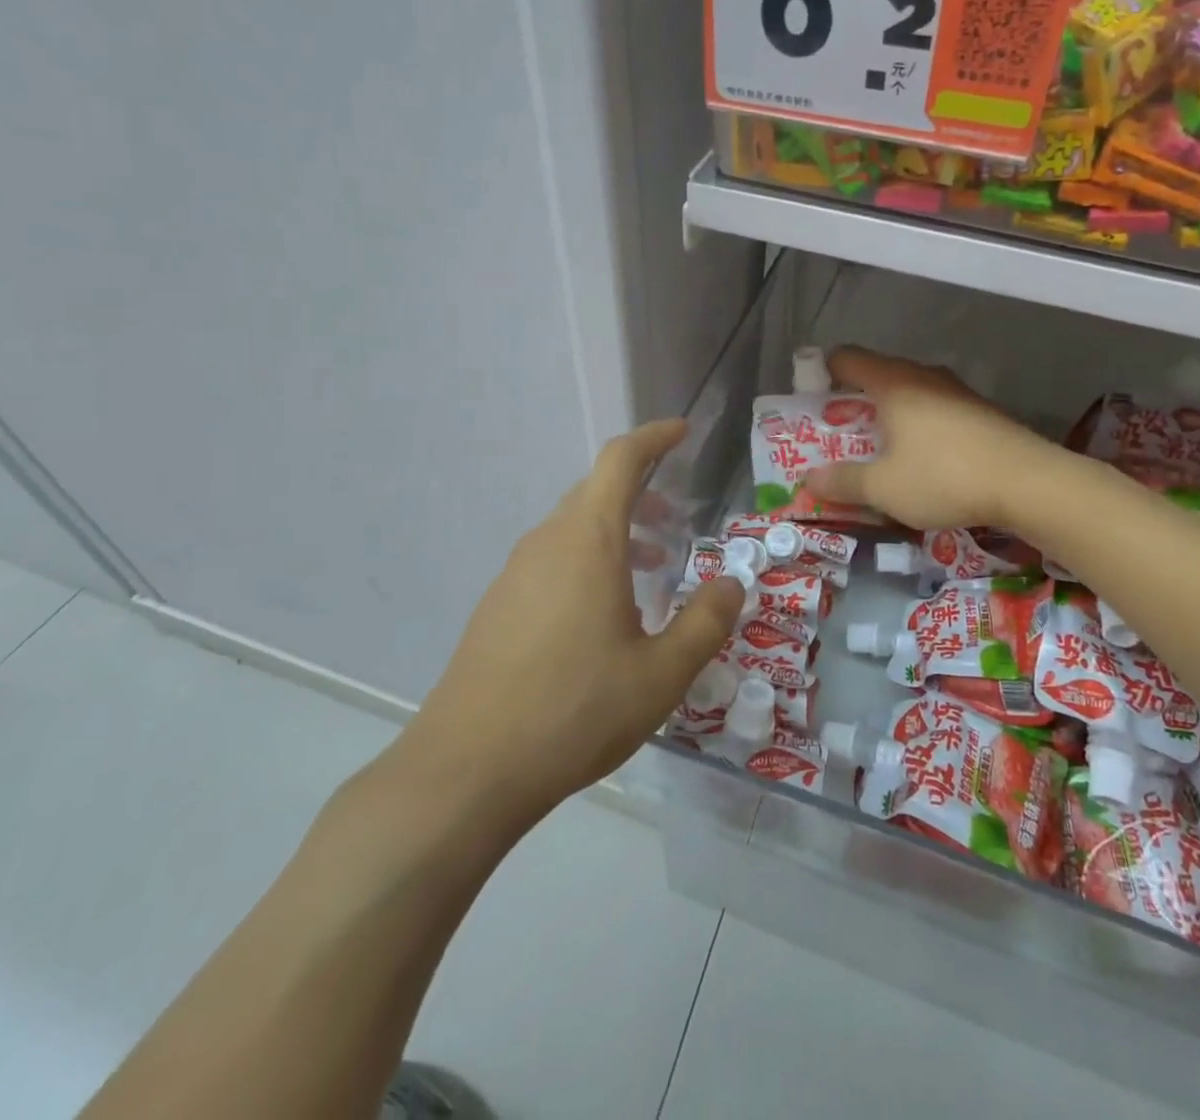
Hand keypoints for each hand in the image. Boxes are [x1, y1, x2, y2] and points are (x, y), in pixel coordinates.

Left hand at [382, 420, 743, 833]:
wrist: (468, 767)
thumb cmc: (575, 709)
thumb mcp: (661, 674)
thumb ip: (705, 623)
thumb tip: (731, 585)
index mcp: (588, 540)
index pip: (620, 460)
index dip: (653, 438)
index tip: (681, 432)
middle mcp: (547, 542)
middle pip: (595, 491)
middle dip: (640, 491)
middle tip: (675, 518)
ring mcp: (515, 573)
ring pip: (572, 528)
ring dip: (615, 532)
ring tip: (649, 570)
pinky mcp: (497, 605)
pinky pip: (551, 560)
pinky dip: (587, 561)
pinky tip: (603, 616)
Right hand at [803, 347, 1055, 531]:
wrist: (1029, 483)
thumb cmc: (944, 477)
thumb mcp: (882, 488)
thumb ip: (842, 482)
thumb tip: (809, 478)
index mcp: (892, 383)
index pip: (846, 358)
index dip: (822, 374)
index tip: (812, 404)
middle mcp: (923, 376)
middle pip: (877, 375)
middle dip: (854, 403)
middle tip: (840, 437)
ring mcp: (956, 391)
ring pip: (909, 394)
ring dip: (889, 417)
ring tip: (880, 453)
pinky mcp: (980, 411)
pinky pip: (935, 410)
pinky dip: (919, 427)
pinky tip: (924, 461)